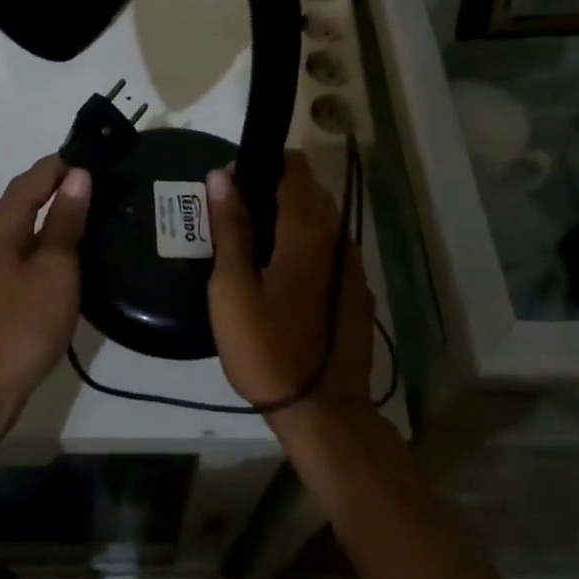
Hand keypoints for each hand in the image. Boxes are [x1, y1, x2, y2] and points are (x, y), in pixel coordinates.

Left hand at [0, 154, 91, 427]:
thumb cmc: (22, 325)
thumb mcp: (55, 270)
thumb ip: (65, 221)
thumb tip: (77, 174)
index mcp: (0, 226)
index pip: (34, 177)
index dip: (64, 163)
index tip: (99, 154)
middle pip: (25, 197)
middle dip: (59, 183)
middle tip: (102, 179)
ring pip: (25, 224)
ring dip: (55, 211)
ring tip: (94, 208)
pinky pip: (24, 248)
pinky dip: (47, 238)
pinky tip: (70, 250)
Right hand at [206, 152, 374, 422]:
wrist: (324, 414)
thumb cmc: (268, 349)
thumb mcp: (233, 289)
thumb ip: (231, 228)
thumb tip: (222, 175)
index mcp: (308, 229)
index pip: (294, 167)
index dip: (262, 164)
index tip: (233, 185)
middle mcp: (338, 237)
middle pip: (308, 190)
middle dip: (272, 191)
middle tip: (235, 222)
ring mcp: (353, 265)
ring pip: (320, 221)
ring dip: (289, 220)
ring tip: (254, 251)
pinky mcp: (356, 290)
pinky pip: (328, 250)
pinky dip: (305, 247)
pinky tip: (281, 281)